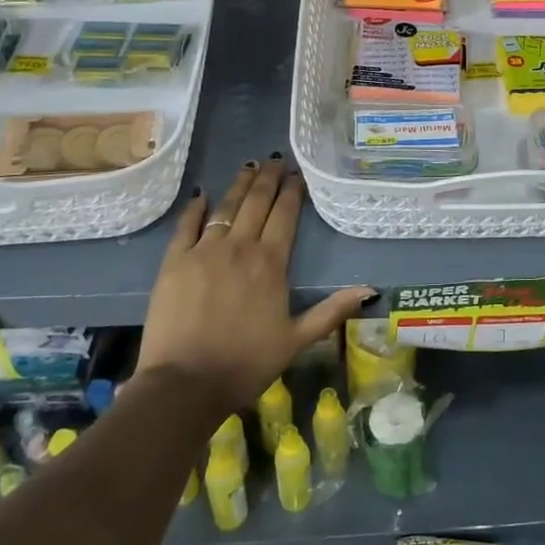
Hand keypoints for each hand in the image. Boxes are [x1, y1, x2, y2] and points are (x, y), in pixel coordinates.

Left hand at [136, 158, 373, 413]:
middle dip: (268, 178)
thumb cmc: (246, 364)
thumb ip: (332, 311)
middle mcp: (239, 247)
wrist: (185, 385)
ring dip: (239, 185)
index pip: (285, 215)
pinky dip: (195, 209)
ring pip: (225, 207)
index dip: (293, 191)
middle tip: (276, 160)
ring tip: (249, 166)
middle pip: (257, 203)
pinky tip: (202, 195)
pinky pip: (186, 226)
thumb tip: (370, 289)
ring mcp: (203, 252)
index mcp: (271, 263)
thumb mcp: (297, 340)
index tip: (298, 174)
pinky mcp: (173, 263)